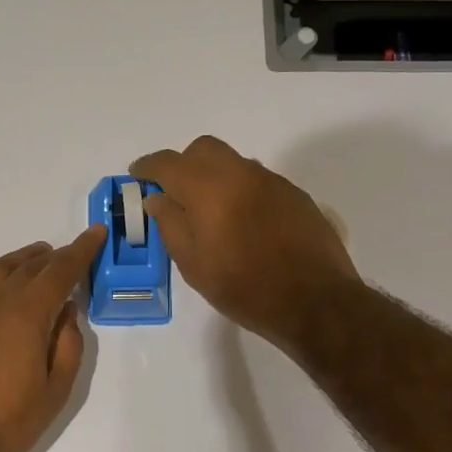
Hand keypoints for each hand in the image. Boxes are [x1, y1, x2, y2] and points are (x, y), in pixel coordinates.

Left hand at [0, 227, 105, 451]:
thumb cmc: (8, 423)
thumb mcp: (56, 389)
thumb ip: (67, 343)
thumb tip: (67, 309)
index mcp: (26, 314)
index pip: (59, 270)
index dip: (81, 251)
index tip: (95, 234)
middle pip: (29, 266)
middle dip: (55, 256)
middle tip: (72, 254)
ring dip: (23, 260)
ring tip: (39, 259)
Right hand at [130, 136, 357, 348]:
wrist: (315, 301)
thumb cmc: (244, 288)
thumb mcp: (194, 265)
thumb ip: (170, 225)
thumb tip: (157, 199)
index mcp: (209, 188)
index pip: (168, 163)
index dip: (148, 167)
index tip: (137, 175)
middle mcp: (241, 173)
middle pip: (203, 149)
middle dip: (183, 164)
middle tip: (174, 193)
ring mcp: (272, 181)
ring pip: (233, 163)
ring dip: (214, 177)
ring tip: (210, 213)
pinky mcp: (294, 195)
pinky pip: (257, 180)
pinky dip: (240, 190)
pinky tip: (243, 223)